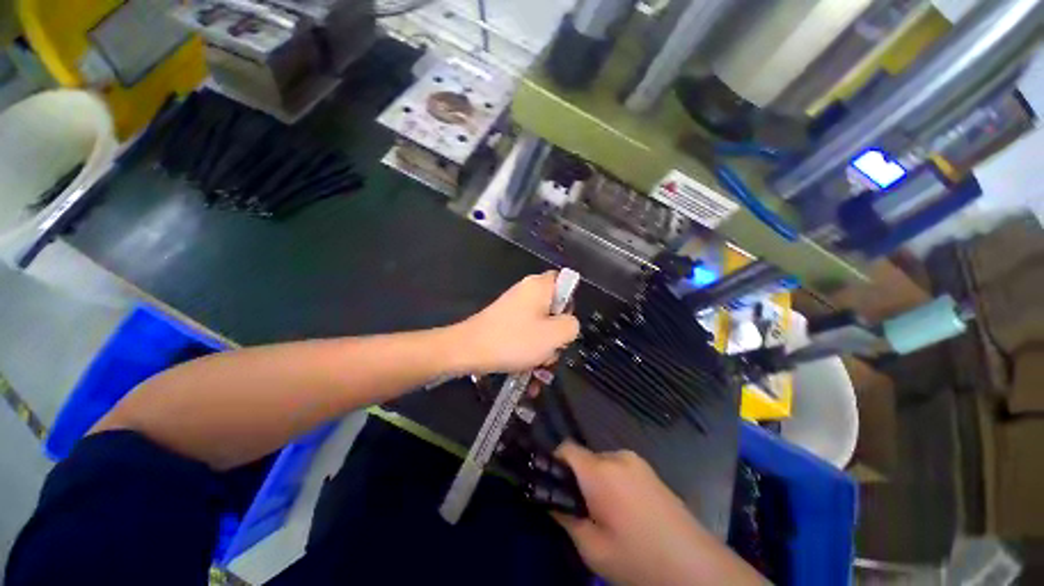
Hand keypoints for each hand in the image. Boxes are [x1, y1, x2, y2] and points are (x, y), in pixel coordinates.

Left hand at [456, 271, 579, 373]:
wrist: (468, 350)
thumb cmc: (514, 340)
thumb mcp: (553, 335)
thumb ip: (571, 326)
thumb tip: (568, 324)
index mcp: (539, 286)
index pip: (564, 283)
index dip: (570, 304)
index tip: (564, 325)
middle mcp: (527, 292)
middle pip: (554, 309)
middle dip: (556, 335)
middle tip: (550, 352)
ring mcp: (514, 308)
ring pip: (540, 326)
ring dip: (543, 349)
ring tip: (537, 369)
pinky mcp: (505, 322)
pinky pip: (525, 334)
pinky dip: (529, 351)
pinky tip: (528, 373)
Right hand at [554, 443, 763, 585]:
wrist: (698, 568)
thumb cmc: (640, 560)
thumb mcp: (593, 549)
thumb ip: (566, 519)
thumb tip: (552, 500)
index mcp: (600, 471)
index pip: (566, 448)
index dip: (554, 463)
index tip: (553, 487)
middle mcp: (617, 457)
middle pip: (584, 458)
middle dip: (577, 478)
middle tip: (581, 510)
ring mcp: (637, 461)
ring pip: (601, 463)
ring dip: (595, 481)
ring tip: (606, 514)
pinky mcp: (651, 470)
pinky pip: (619, 468)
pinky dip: (612, 482)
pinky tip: (625, 511)